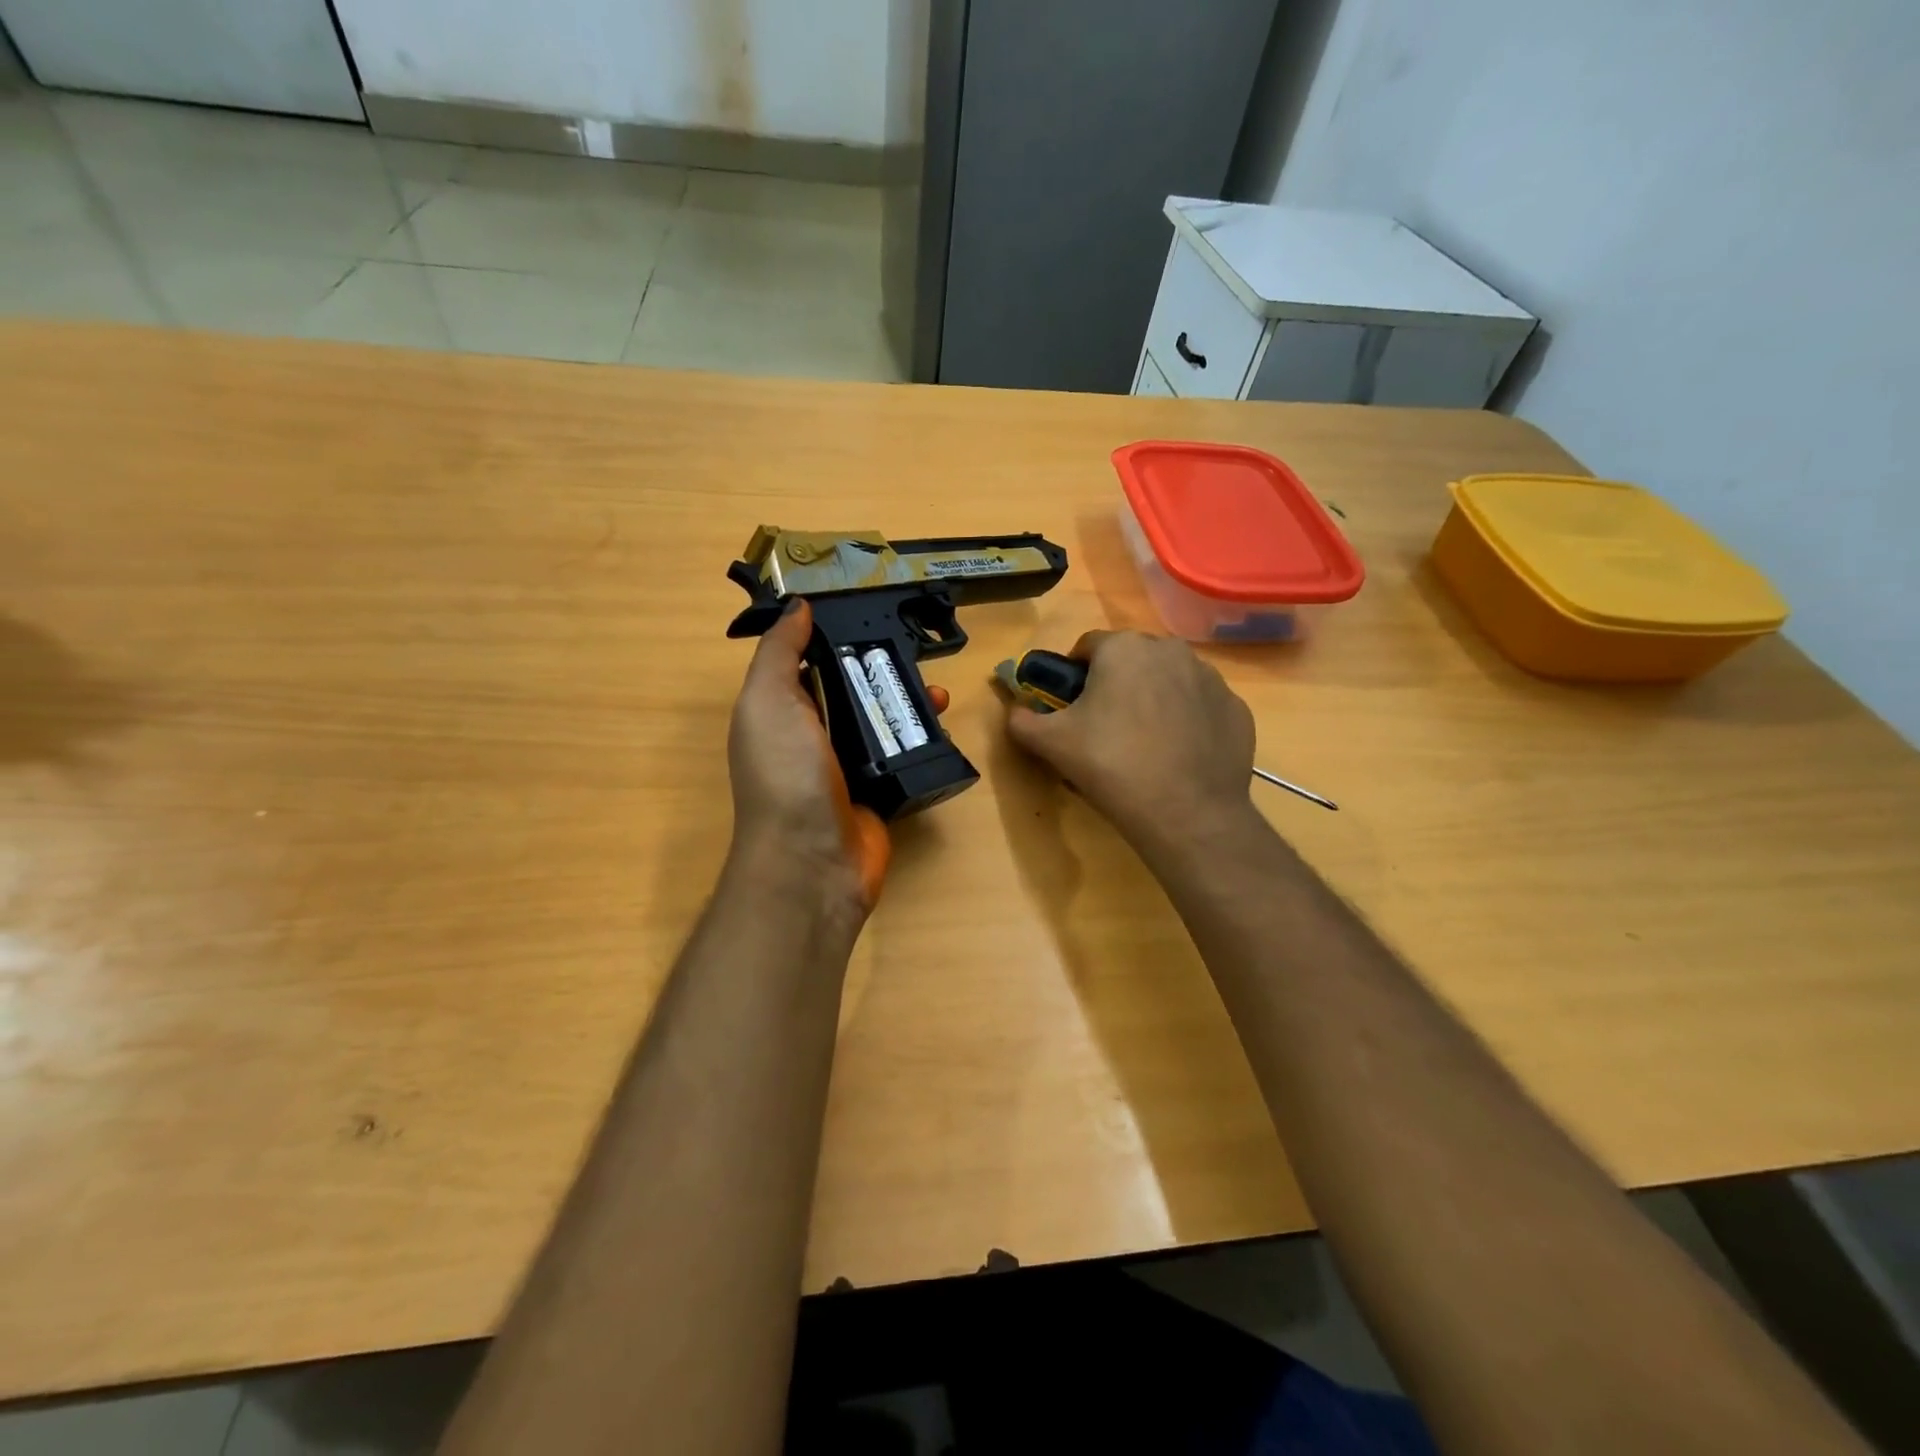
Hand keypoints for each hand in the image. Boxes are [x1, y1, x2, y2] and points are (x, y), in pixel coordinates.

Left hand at [728, 599, 947, 916]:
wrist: (814, 861)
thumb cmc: (786, 774)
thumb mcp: (768, 701)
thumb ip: (779, 653)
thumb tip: (799, 607)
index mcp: (781, 712)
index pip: (809, 663)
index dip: (835, 637)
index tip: (872, 612)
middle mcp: (813, 735)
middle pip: (853, 689)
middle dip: (883, 669)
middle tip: (917, 654)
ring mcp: (848, 765)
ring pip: (883, 720)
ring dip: (910, 702)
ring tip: (939, 693)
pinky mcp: (881, 790)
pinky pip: (904, 755)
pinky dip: (924, 739)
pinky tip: (944, 725)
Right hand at [1004, 631, 1255, 851]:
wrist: (1187, 813)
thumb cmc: (1111, 765)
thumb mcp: (1050, 744)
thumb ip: (1022, 720)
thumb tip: (1015, 711)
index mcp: (1123, 648)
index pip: (1087, 647)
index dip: (1073, 674)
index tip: (1070, 707)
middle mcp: (1171, 650)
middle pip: (1131, 660)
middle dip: (1115, 684)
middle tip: (1104, 727)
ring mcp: (1210, 678)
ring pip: (1168, 680)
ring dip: (1152, 699)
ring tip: (1143, 744)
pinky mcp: (1236, 709)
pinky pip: (1200, 707)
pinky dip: (1186, 721)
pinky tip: (1177, 755)